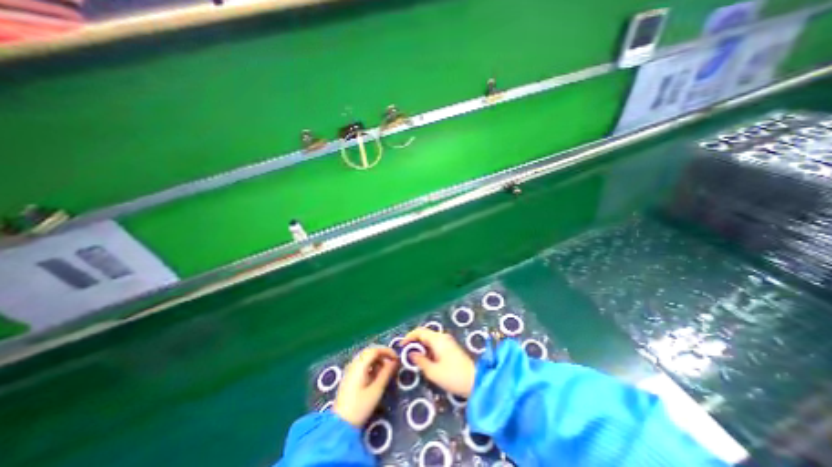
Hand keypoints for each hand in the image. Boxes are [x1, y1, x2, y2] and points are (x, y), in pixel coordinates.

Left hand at [333, 346, 396, 427]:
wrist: (339, 425)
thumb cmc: (360, 407)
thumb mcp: (376, 390)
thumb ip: (386, 373)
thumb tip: (394, 361)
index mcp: (360, 365)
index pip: (375, 350)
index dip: (387, 351)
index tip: (396, 359)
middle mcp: (354, 364)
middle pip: (370, 352)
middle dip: (383, 355)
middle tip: (393, 363)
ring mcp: (350, 370)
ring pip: (366, 358)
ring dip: (378, 360)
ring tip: (386, 371)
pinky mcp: (349, 377)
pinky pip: (362, 364)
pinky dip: (372, 366)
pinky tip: (376, 376)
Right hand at [401, 328, 473, 397]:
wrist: (475, 381)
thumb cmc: (453, 376)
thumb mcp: (433, 372)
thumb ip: (420, 361)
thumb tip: (412, 353)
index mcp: (437, 339)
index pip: (420, 331)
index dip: (409, 337)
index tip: (401, 346)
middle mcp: (442, 337)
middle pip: (425, 334)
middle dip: (414, 341)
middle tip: (406, 353)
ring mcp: (448, 342)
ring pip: (430, 339)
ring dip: (421, 346)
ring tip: (413, 357)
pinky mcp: (451, 348)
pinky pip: (435, 344)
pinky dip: (428, 349)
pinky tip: (425, 359)